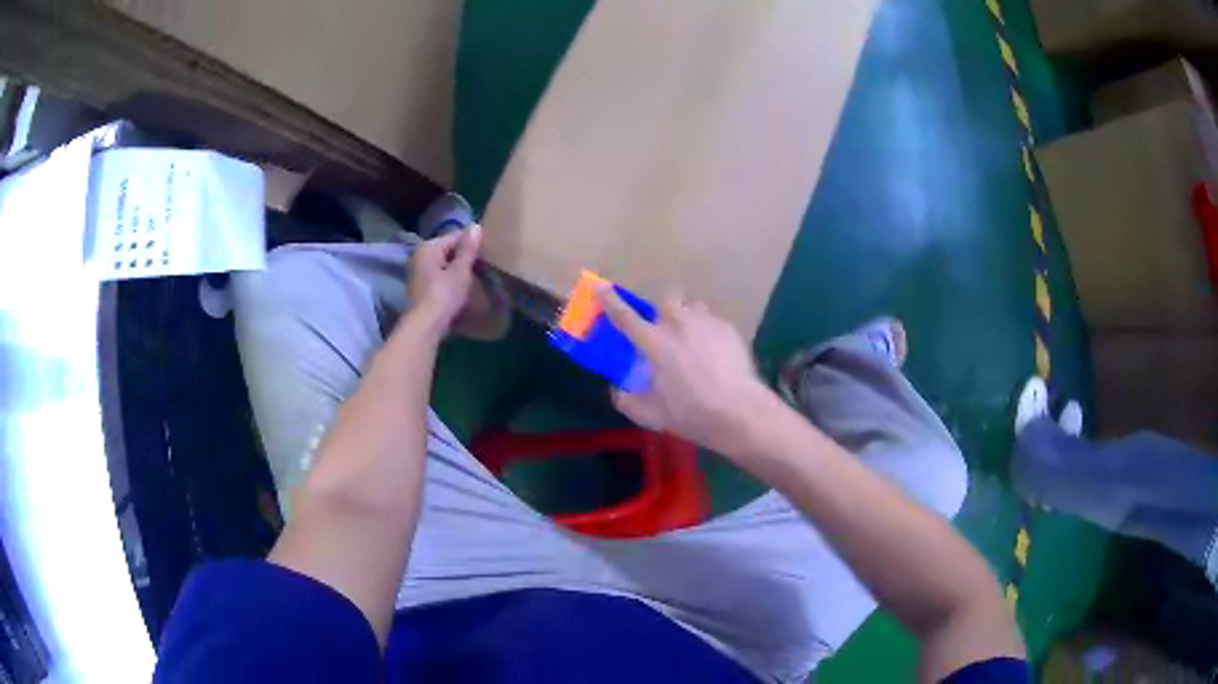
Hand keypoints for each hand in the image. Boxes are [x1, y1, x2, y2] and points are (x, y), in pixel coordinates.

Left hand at [407, 225, 481, 333]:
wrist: (426, 325)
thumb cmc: (444, 294)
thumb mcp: (461, 270)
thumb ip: (468, 249)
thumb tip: (475, 226)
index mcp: (429, 247)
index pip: (455, 237)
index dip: (472, 244)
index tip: (487, 254)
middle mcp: (420, 256)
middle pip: (447, 251)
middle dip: (464, 257)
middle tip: (484, 267)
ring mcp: (418, 273)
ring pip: (443, 265)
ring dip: (458, 270)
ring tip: (475, 279)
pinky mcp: (420, 289)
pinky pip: (439, 278)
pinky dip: (449, 281)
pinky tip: (461, 290)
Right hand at [596, 286, 780, 458]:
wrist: (739, 411)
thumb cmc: (691, 413)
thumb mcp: (649, 415)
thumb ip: (625, 399)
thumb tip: (617, 388)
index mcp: (654, 342)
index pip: (624, 315)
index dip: (608, 299)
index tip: (600, 287)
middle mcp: (677, 322)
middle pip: (663, 302)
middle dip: (659, 314)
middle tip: (663, 335)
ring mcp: (706, 321)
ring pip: (689, 308)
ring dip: (685, 318)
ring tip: (691, 341)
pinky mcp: (727, 327)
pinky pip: (710, 321)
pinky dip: (706, 332)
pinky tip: (713, 354)